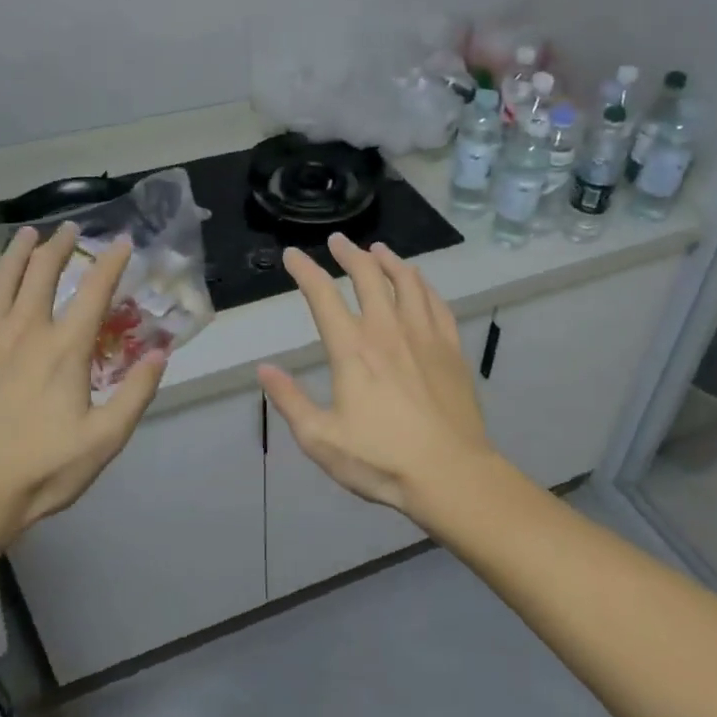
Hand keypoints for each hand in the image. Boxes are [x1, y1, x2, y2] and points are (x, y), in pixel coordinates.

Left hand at [0, 223, 166, 539]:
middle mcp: (23, 331)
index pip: (94, 291)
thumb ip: (136, 393)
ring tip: (26, 235)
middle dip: (59, 247)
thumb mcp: (105, 439)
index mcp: (64, 349)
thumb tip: (160, 352)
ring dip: (15, 254)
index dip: (111, 262)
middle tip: (68, 229)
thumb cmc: (42, 470)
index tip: (121, 242)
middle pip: (42, 274)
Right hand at [259, 233, 497, 516]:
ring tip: (379, 250)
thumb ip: (290, 401)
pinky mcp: (452, 350)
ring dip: (390, 261)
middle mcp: (388, 331)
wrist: (450, 474)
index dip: (305, 271)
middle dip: (350, 254)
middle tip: (339, 241)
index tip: (292, 255)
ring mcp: (425, 337)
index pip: (323, 297)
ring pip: (407, 283)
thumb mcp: (320, 439)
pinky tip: (419, 283)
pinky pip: (437, 304)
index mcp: (353, 350)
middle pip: (369, 277)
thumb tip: (263, 369)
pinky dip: (424, 285)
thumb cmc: (381, 460)